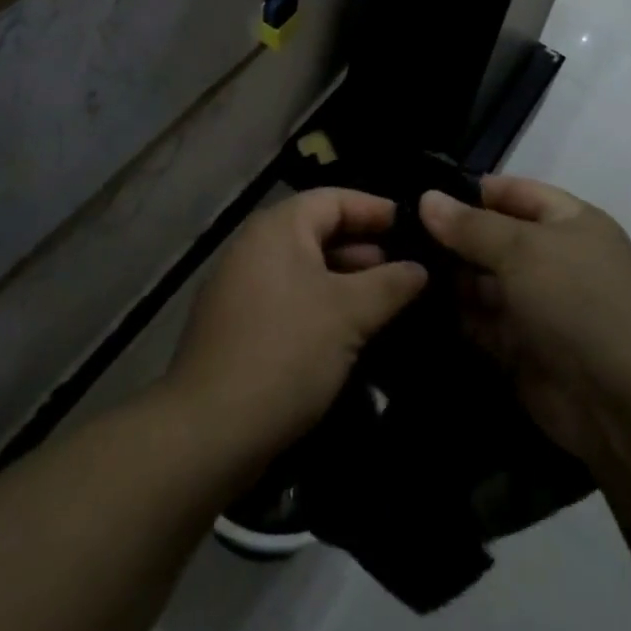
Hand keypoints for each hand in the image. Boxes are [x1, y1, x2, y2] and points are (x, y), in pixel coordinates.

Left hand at [167, 188, 426, 462]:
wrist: (210, 431)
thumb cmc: (286, 352)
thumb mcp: (349, 314)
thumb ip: (390, 284)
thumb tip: (420, 268)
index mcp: (278, 228)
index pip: (334, 199)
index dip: (376, 209)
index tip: (414, 226)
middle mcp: (255, 247)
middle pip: (318, 232)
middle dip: (365, 250)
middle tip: (409, 270)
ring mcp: (241, 288)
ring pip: (305, 270)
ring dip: (346, 282)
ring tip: (388, 303)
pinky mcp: (238, 327)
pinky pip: (290, 300)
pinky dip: (322, 306)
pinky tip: (351, 334)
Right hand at [420, 175, 630, 467]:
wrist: (622, 404)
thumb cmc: (577, 302)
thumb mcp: (523, 250)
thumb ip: (471, 226)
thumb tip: (427, 198)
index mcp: (570, 223)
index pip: (513, 192)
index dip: (470, 191)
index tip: (419, 194)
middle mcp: (554, 259)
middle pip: (493, 238)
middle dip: (451, 237)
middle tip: (395, 234)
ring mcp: (538, 306)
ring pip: (482, 282)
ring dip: (448, 278)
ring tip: (397, 268)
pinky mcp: (522, 348)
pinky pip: (480, 323)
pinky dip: (453, 316)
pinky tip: (413, 306)